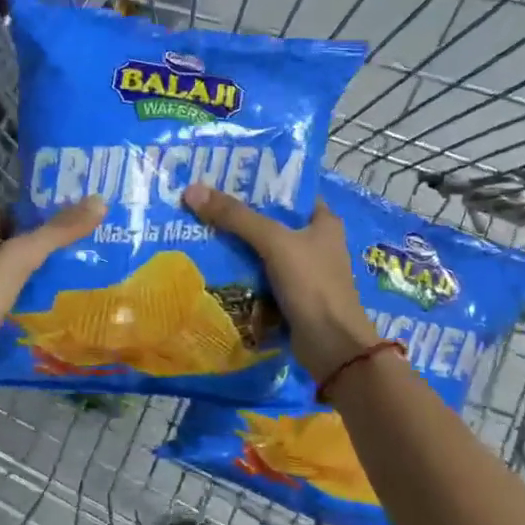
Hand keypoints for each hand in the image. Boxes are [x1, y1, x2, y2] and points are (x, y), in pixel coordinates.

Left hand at [0, 197, 106, 383]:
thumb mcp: (21, 258)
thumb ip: (57, 233)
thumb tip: (99, 201)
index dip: (21, 214)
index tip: (51, 221)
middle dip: (18, 247)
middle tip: (56, 256)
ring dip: (10, 277)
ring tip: (46, 285)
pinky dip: (1, 305)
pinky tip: (21, 314)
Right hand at [181, 184, 379, 383]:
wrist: (332, 347)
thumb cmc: (312, 285)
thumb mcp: (274, 242)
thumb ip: (236, 217)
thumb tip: (192, 191)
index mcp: (323, 221)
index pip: (288, 191)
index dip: (259, 182)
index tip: (222, 177)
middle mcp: (315, 242)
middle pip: (271, 221)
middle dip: (238, 215)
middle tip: (201, 203)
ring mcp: (303, 271)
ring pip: (262, 250)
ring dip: (235, 246)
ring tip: (197, 230)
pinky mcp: (290, 296)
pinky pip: (259, 277)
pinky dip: (240, 273)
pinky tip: (211, 265)